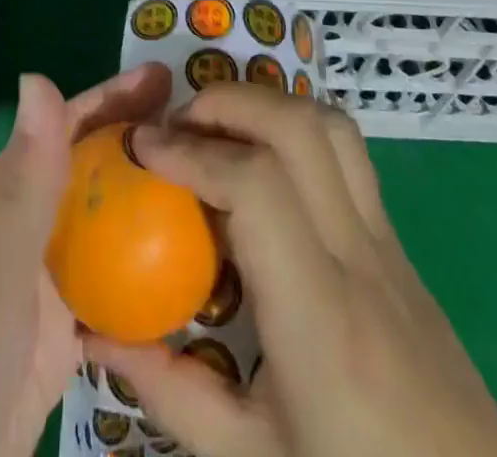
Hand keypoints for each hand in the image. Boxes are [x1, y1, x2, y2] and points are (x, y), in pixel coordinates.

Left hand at [0, 63, 171, 456]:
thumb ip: (26, 179)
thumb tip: (39, 73)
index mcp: (6, 192)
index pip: (69, 126)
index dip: (117, 97)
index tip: (172, 77)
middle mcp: (27, 223)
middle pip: (95, 167)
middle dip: (143, 141)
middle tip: (207, 129)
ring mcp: (44, 281)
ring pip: (107, 223)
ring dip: (151, 201)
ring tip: (212, 187)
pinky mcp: (60, 334)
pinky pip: (113, 285)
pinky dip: (147, 270)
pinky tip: (191, 269)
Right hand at [86, 84, 496, 456]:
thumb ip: (171, 393)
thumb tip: (98, 335)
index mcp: (319, 313)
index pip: (255, 185)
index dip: (191, 152)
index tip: (141, 147)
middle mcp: (357, 255)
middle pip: (299, 126)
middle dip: (227, 102)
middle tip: (176, 125)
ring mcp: (387, 241)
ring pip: (333, 126)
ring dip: (267, 106)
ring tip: (220, 132)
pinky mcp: (399, 243)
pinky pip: (347, 156)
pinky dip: (295, 132)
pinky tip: (264, 172)